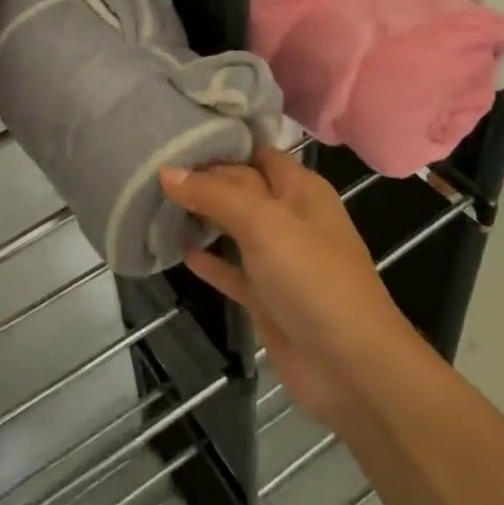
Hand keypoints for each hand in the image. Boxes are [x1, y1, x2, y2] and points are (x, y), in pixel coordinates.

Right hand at [160, 148, 415, 429]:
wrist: (351, 367)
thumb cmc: (312, 278)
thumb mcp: (263, 223)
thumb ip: (214, 194)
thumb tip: (166, 170)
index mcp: (300, 189)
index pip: (255, 153)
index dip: (220, 144)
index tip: (174, 137)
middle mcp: (290, 217)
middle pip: (240, 188)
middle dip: (203, 180)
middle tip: (152, 167)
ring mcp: (279, 260)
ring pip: (234, 228)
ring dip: (202, 218)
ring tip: (155, 204)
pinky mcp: (267, 298)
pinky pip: (232, 270)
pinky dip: (209, 261)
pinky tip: (178, 252)